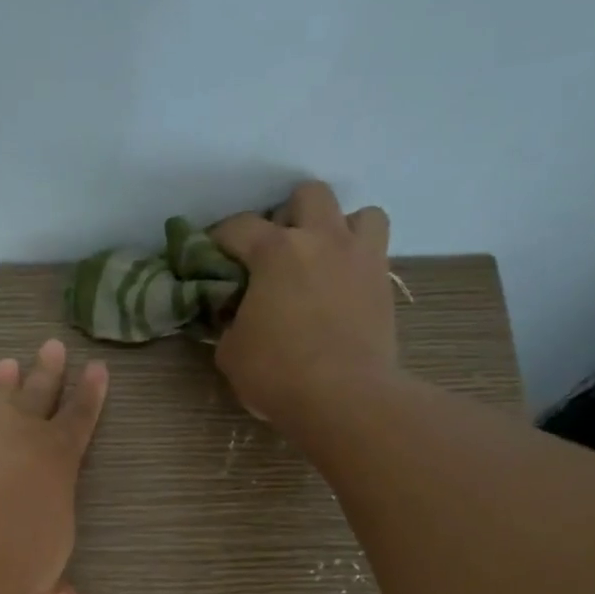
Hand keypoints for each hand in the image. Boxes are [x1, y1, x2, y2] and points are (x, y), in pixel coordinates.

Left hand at [0, 338, 108, 593]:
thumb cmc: (24, 550)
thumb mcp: (43, 572)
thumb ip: (53, 589)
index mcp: (57, 459)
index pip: (80, 420)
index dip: (91, 396)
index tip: (98, 368)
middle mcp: (19, 438)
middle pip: (38, 396)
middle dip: (47, 372)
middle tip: (51, 345)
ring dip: (1, 387)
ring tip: (5, 364)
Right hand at [211, 181, 398, 429]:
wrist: (344, 398)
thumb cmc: (277, 374)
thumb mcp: (231, 353)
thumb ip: (231, 323)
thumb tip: (237, 317)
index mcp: (275, 252)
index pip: (239, 227)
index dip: (219, 239)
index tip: (210, 256)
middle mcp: (321, 239)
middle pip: (308, 196)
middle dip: (288, 216)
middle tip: (276, 252)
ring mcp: (360, 257)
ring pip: (357, 213)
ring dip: (338, 229)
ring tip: (322, 261)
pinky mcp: (384, 284)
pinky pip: (375, 253)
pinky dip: (358, 261)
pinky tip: (343, 289)